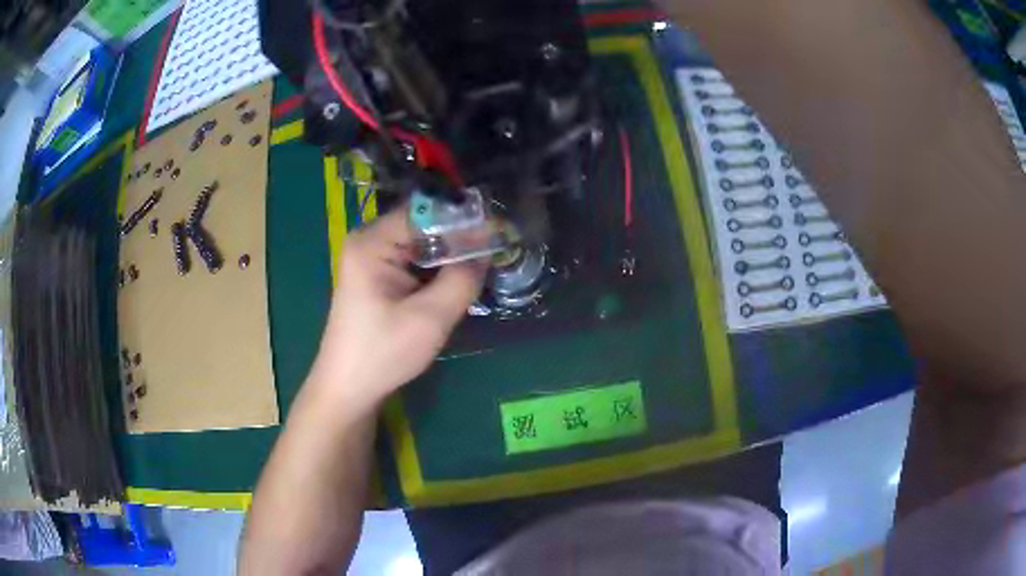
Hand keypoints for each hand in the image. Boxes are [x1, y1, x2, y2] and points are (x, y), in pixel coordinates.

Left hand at [312, 208, 486, 407]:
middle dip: (458, 238)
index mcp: (372, 242)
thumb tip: (487, 248)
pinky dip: (435, 270)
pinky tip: (456, 282)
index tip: (497, 231)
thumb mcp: (430, 318)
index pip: (425, 211)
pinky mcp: (376, 276)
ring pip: (421, 244)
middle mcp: (369, 241)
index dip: (461, 218)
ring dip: (449, 256)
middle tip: (494, 251)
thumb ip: (462, 279)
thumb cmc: (383, 353)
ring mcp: (371, 258)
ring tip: (482, 266)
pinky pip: (413, 261)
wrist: (349, 388)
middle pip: (423, 225)